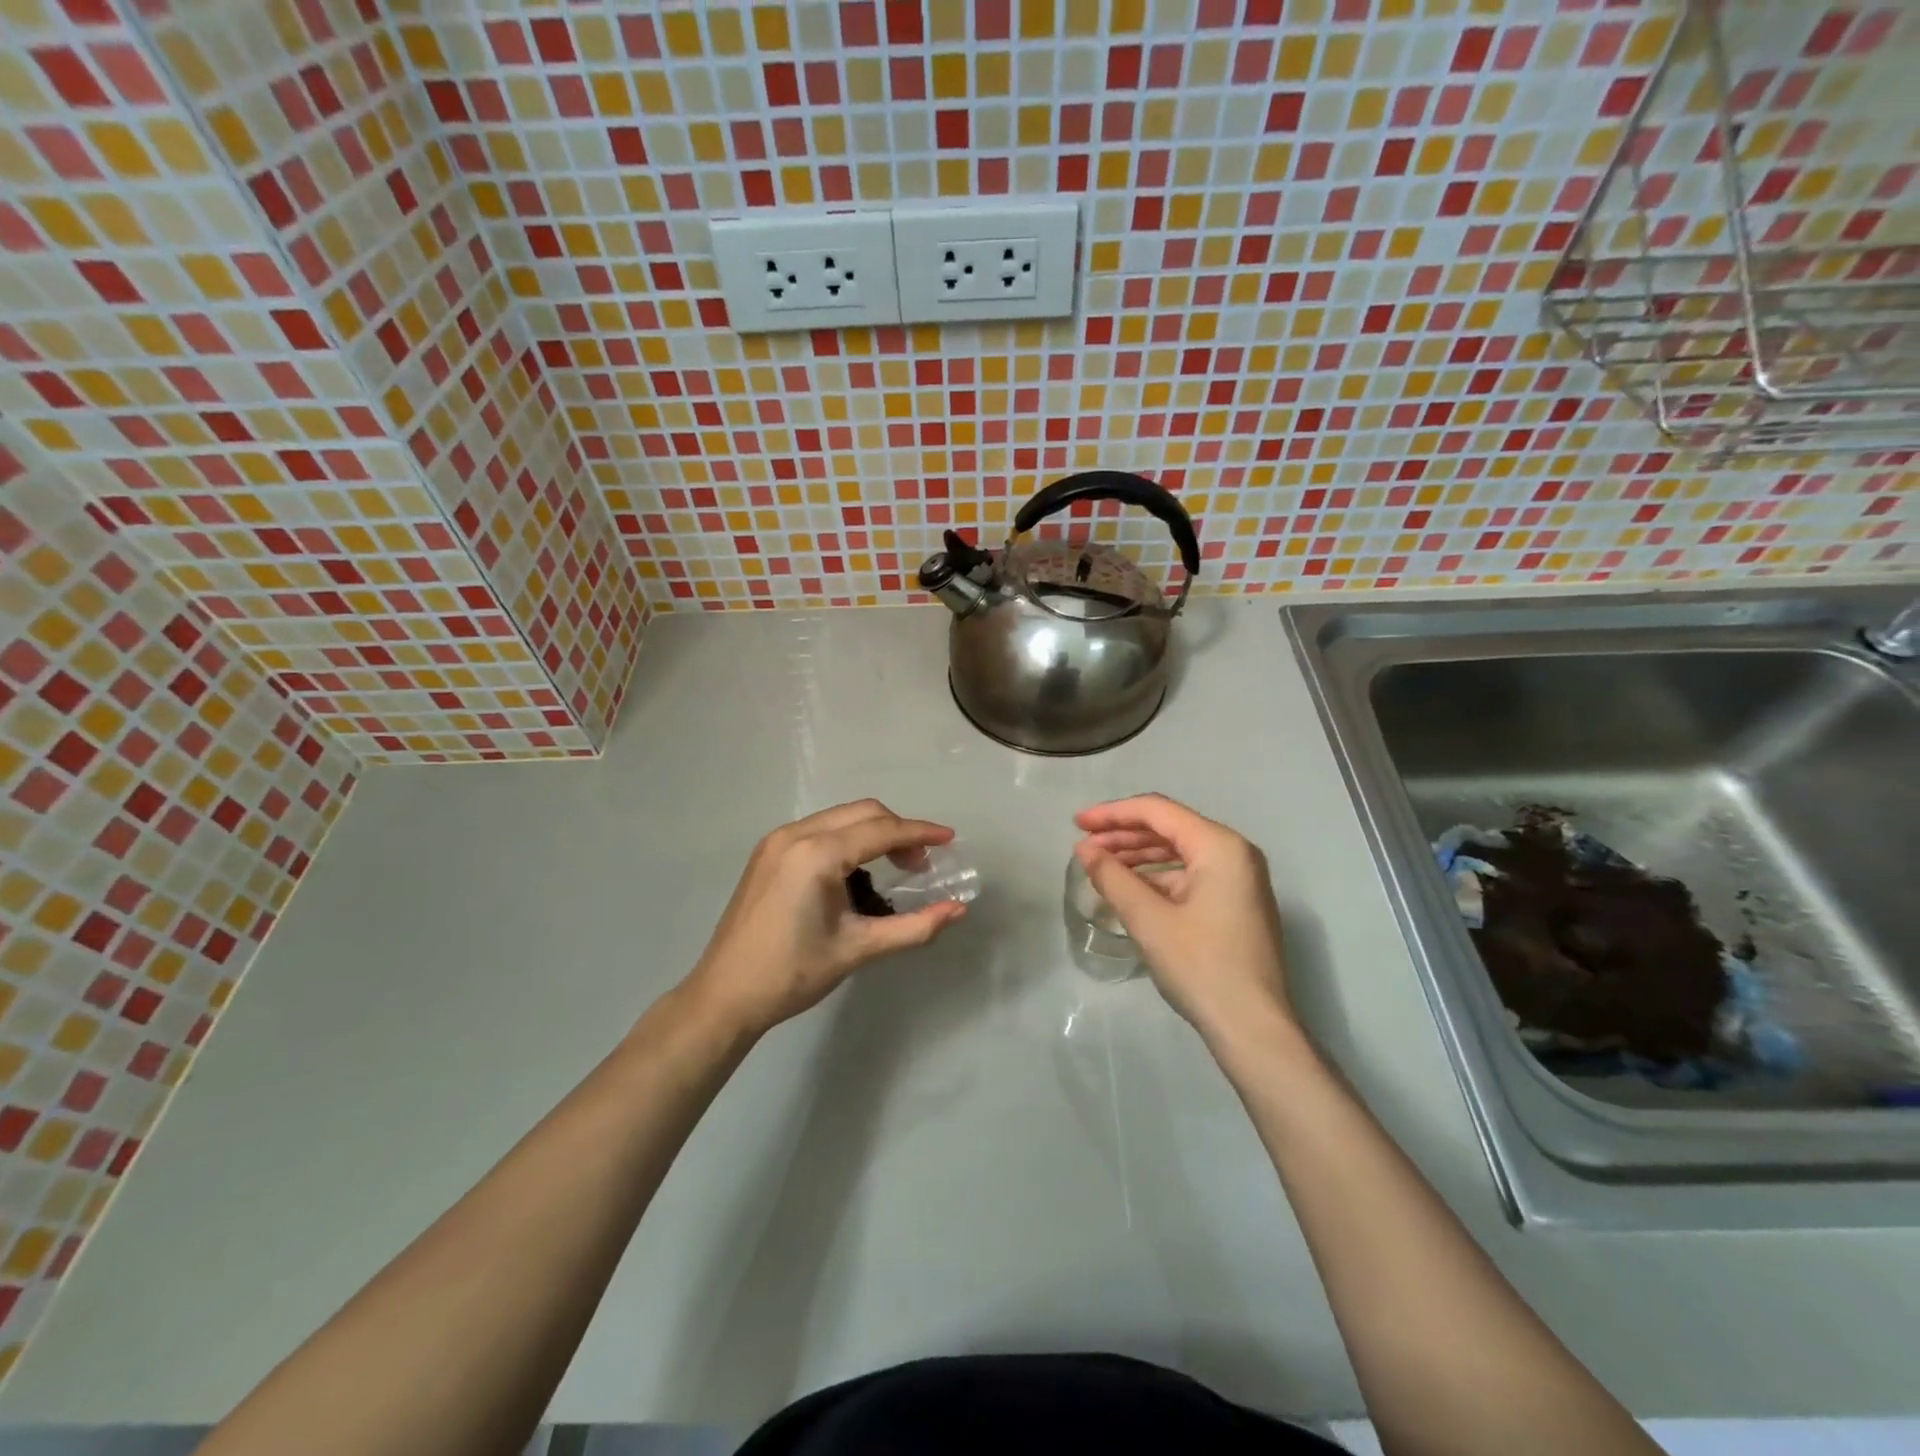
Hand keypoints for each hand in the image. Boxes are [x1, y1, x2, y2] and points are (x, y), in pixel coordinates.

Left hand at [682, 800, 966, 1039]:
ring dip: (873, 833)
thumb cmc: (793, 973)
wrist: (725, 995)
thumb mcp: (859, 948)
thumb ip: (914, 927)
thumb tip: (958, 910)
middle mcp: (795, 834)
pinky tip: (856, 872)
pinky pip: (819, 830)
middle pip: (862, 813)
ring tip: (894, 868)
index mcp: (817, 854)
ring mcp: (777, 840)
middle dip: (898, 831)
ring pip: (840, 818)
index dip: (920, 833)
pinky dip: (847, 839)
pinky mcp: (768, 852)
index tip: (950, 840)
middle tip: (921, 864)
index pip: (881, 830)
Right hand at [1074, 794, 1292, 1046]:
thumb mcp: (1148, 919)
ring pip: (1180, 851)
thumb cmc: (1201, 966)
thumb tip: (1084, 849)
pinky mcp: (1236, 903)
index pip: (1157, 811)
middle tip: (1084, 845)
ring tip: (1100, 865)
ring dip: (1139, 855)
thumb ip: (1112, 876)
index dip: (1112, 813)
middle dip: (1124, 834)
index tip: (1076, 823)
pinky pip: (1190, 874)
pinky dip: (1158, 876)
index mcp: (1219, 845)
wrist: (1254, 1029)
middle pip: (1170, 827)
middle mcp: (1235, 852)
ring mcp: (1240, 879)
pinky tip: (1130, 888)